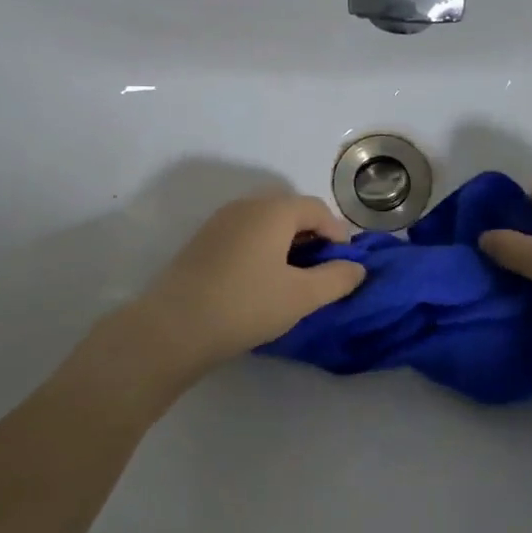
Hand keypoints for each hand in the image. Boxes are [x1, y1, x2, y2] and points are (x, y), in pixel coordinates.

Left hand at [129, 193, 364, 377]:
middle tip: (320, 269)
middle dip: (311, 234)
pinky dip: (261, 248)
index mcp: (273, 210)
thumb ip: (336, 279)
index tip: (344, 265)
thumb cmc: (246, 305)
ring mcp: (219, 221)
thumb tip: (357, 267)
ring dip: (285, 241)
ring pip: (264, 221)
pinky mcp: (202, 241)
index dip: (337, 234)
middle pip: (289, 209)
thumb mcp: (301, 296)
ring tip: (292, 277)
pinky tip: (260, 279)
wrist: (174, 326)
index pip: (316, 209)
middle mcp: (246, 205)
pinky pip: (244, 233)